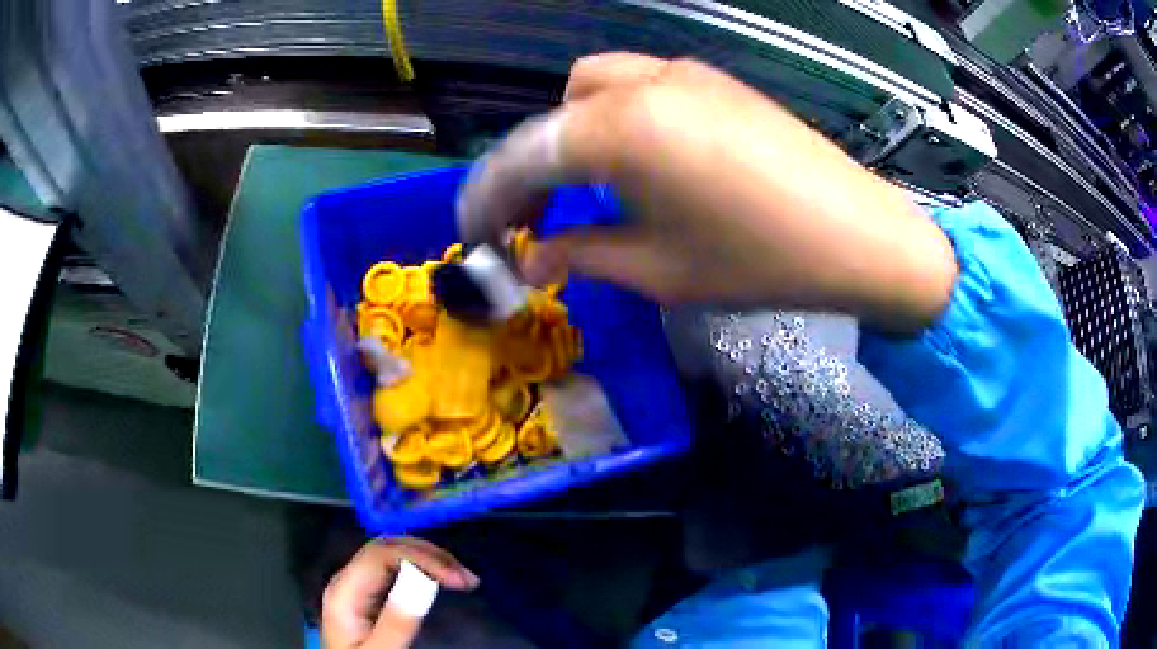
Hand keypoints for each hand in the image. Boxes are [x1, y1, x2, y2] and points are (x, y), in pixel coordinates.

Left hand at [322, 537, 478, 648]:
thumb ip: (396, 623)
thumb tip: (421, 583)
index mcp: (344, 590)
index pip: (381, 553)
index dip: (422, 557)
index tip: (459, 580)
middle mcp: (347, 580)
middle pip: (386, 546)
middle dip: (430, 554)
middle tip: (467, 577)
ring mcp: (356, 586)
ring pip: (391, 553)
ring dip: (429, 559)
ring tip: (463, 578)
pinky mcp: (366, 595)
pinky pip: (394, 569)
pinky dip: (422, 568)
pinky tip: (441, 579)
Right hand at [456, 53, 956, 333]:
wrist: (859, 235)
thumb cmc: (758, 261)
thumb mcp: (658, 270)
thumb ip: (582, 255)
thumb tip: (532, 259)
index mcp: (618, 130)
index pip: (523, 158)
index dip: (489, 201)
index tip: (477, 238)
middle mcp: (641, 84)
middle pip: (552, 117)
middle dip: (529, 169)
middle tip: (533, 222)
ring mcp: (682, 74)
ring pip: (592, 90)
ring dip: (571, 136)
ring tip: (586, 189)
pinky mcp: (713, 81)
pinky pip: (639, 88)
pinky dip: (614, 121)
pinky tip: (640, 163)